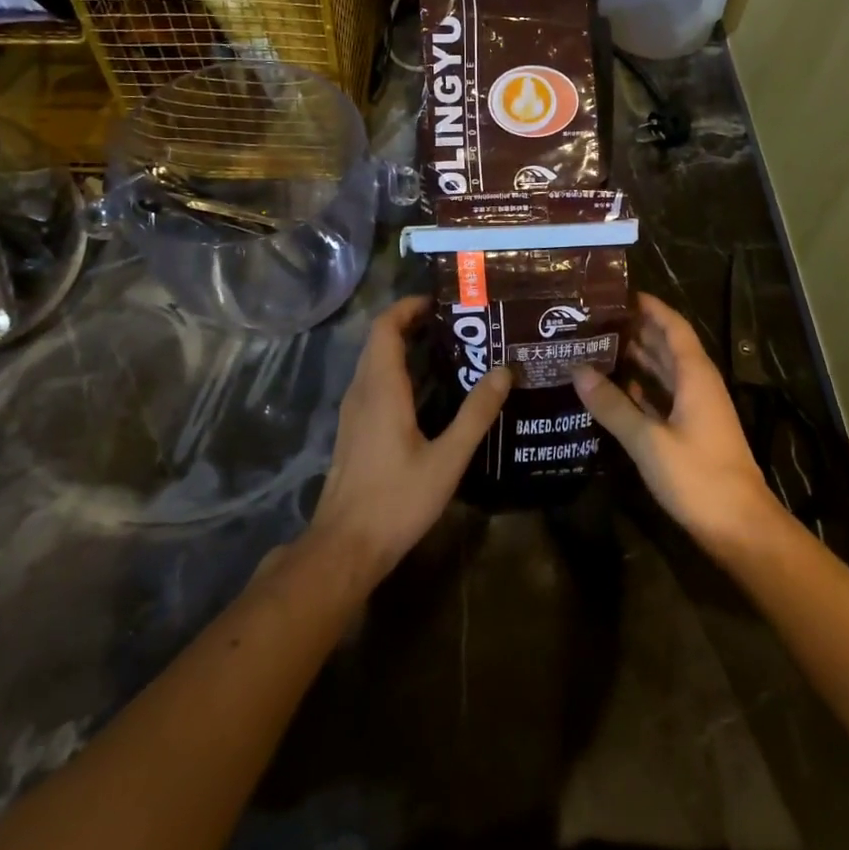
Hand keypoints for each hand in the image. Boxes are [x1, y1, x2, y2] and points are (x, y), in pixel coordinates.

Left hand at [307, 296, 510, 588]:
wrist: (345, 546)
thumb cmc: (397, 500)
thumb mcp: (447, 458)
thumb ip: (476, 413)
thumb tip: (504, 371)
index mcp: (381, 389)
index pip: (385, 327)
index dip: (408, 307)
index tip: (441, 302)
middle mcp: (361, 391)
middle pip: (378, 340)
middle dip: (411, 323)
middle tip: (455, 324)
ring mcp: (352, 412)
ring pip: (373, 362)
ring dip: (403, 346)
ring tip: (447, 350)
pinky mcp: (353, 430)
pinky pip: (372, 383)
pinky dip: (396, 370)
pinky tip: (426, 391)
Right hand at [572, 293, 779, 554]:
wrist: (740, 527)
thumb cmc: (698, 476)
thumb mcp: (648, 440)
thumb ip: (613, 406)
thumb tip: (577, 370)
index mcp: (695, 376)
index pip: (673, 327)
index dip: (650, 307)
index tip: (617, 293)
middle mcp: (698, 385)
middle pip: (667, 346)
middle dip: (636, 329)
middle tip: (595, 319)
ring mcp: (697, 409)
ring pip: (665, 372)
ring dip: (637, 358)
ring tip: (597, 346)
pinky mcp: (691, 432)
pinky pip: (663, 397)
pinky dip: (642, 388)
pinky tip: (616, 388)